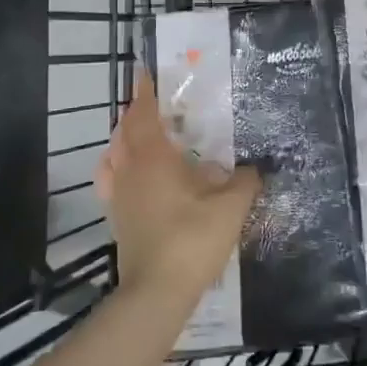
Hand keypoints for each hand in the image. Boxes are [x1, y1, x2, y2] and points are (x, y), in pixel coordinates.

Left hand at [96, 71, 260, 301]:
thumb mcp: (230, 208)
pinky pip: (111, 181)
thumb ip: (244, 182)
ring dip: (124, 138)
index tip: (145, 72)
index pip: (144, 114)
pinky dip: (117, 166)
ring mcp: (120, 195)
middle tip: (153, 101)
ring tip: (141, 133)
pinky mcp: (118, 218)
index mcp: (154, 159)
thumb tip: (254, 168)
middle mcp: (131, 170)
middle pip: (125, 132)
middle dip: (136, 112)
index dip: (144, 92)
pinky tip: (129, 174)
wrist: (156, 293)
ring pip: (115, 154)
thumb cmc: (192, 240)